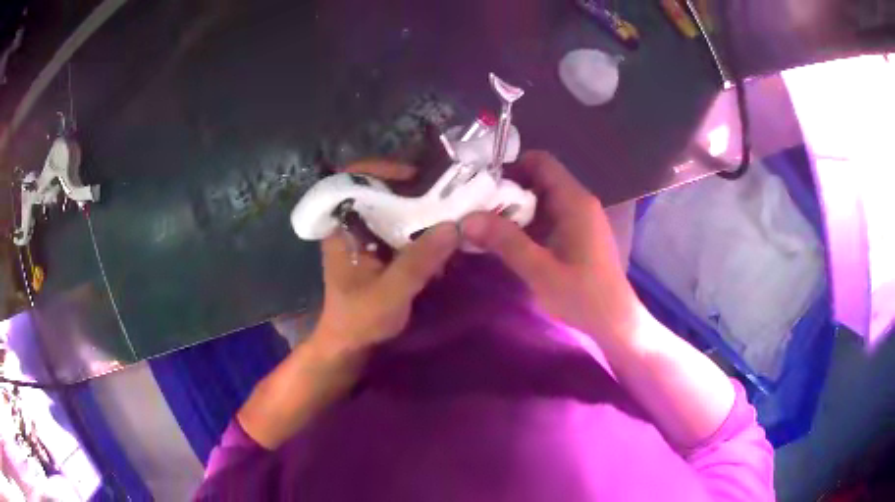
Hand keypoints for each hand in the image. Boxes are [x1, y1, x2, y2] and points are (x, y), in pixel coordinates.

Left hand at [311, 160, 459, 356]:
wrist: (351, 343)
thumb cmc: (360, 319)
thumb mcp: (390, 294)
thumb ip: (418, 262)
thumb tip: (453, 226)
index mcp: (341, 228)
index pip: (351, 179)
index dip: (379, 168)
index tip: (413, 175)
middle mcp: (351, 224)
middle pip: (378, 187)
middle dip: (411, 185)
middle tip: (444, 190)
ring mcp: (366, 234)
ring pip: (392, 204)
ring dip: (420, 203)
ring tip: (449, 206)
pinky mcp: (380, 246)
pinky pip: (401, 223)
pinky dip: (421, 223)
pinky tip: (442, 231)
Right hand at [460, 151, 640, 339]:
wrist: (615, 322)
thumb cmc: (584, 297)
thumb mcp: (541, 271)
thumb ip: (506, 242)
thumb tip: (467, 219)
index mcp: (574, 202)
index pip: (541, 162)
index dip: (511, 165)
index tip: (481, 184)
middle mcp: (578, 203)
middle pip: (539, 180)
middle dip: (506, 191)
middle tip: (475, 208)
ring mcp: (579, 220)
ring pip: (541, 201)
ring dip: (514, 210)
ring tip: (483, 225)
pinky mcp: (577, 236)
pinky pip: (547, 219)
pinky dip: (526, 225)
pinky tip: (506, 242)